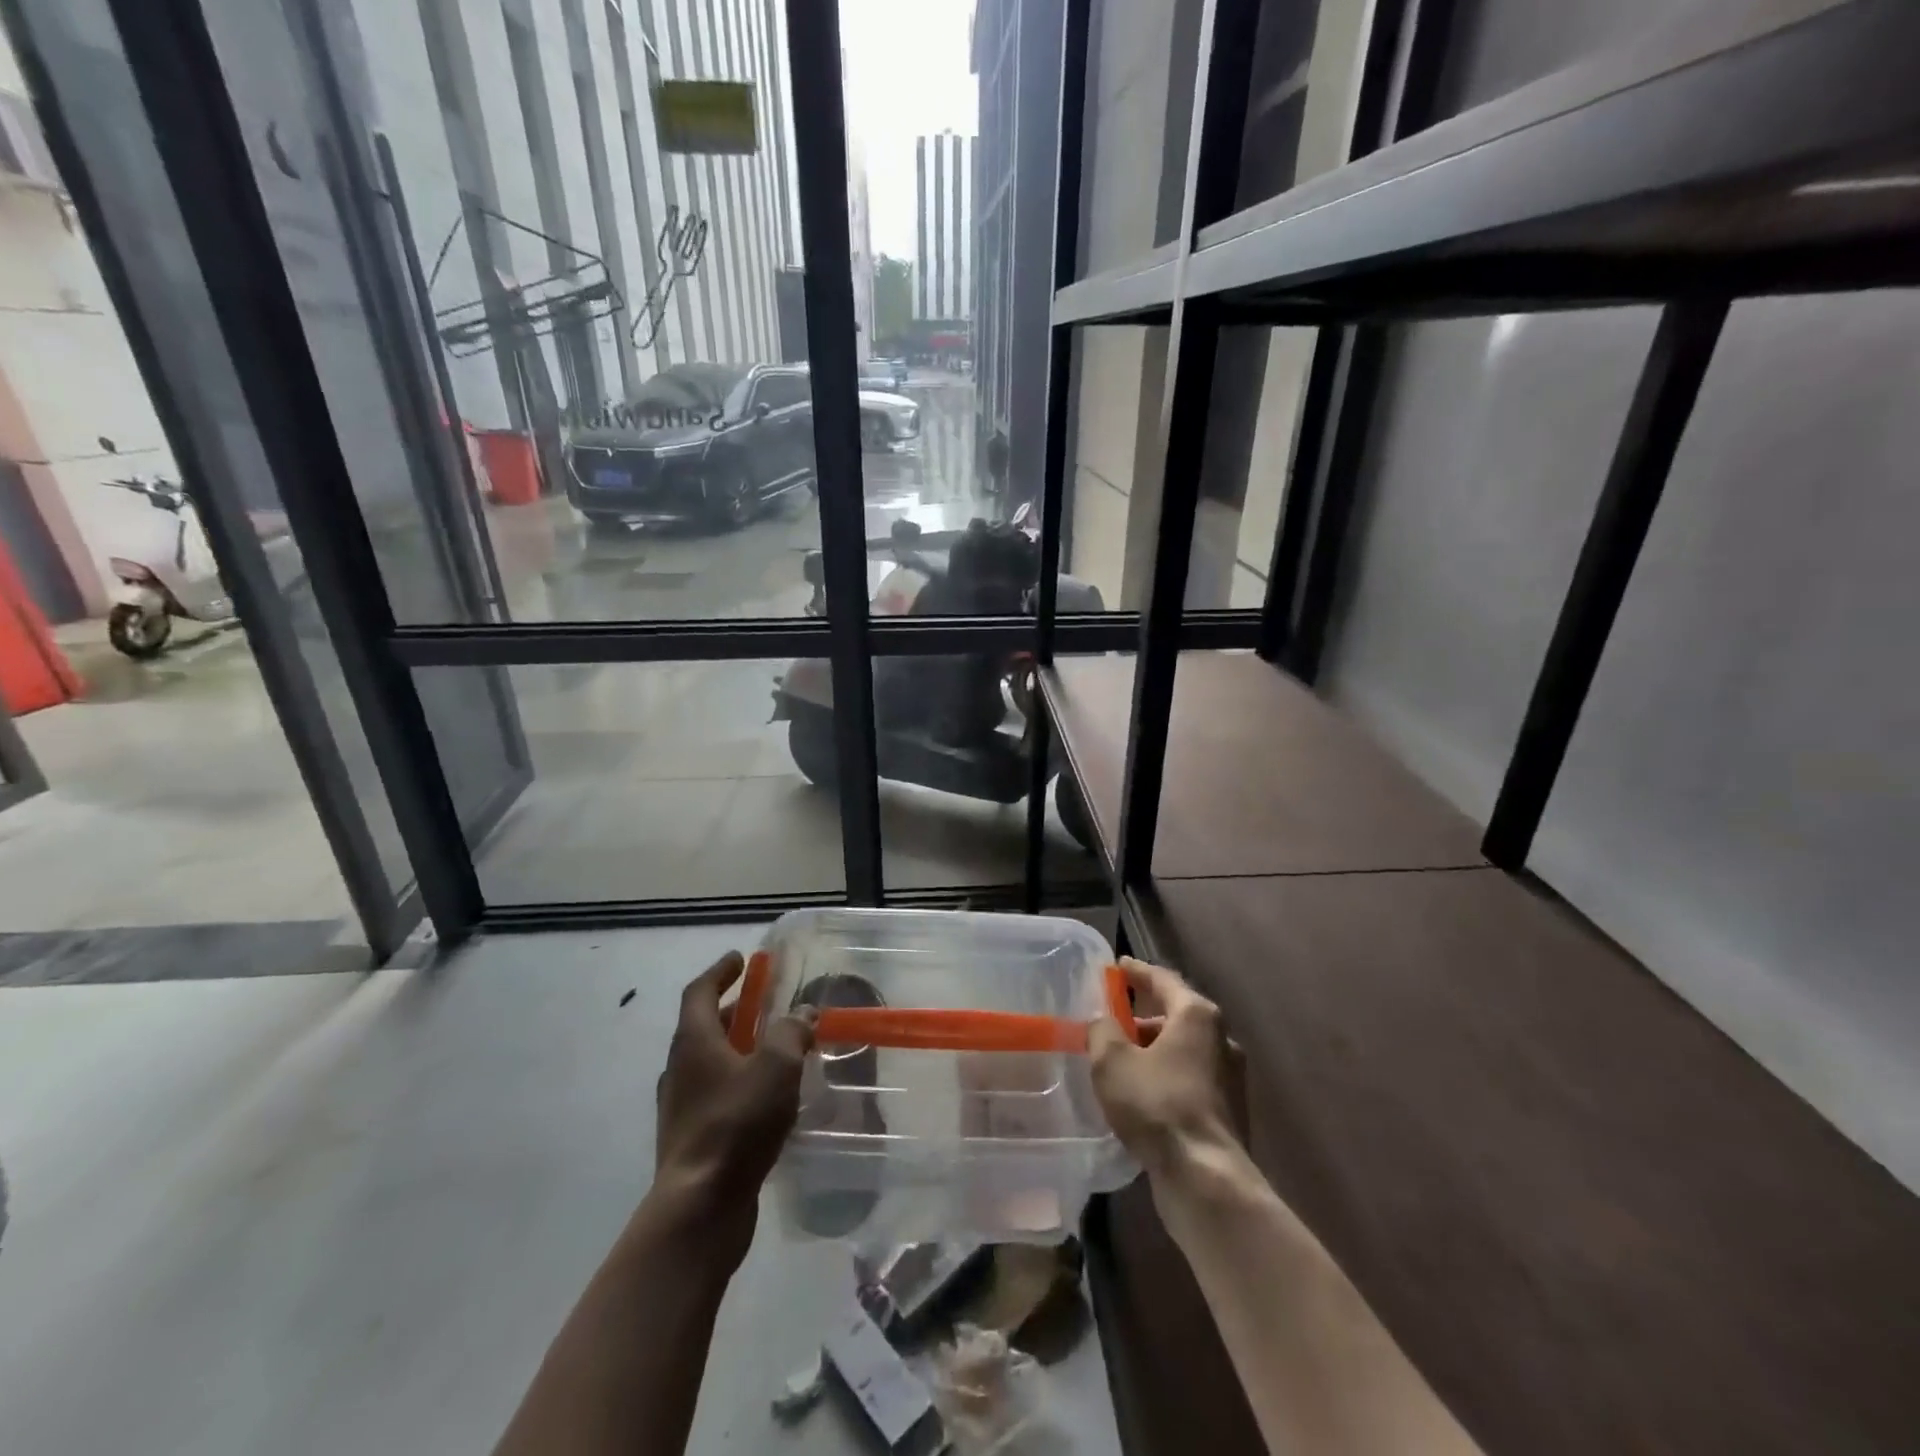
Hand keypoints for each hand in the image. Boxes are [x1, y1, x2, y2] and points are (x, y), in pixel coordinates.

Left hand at [653, 952, 815, 1252]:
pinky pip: (716, 1094)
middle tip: (764, 1002)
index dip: (720, 972)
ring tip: (773, 1049)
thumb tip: (803, 1013)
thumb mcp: (775, 1067)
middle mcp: (680, 1069)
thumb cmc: (737, 1124)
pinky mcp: (691, 1138)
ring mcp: (682, 1106)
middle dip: (734, 1009)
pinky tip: (766, 1097)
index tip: (740, 959)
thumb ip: (791, 1033)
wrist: (699, 1207)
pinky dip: (739, 1082)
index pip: (700, 992)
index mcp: (694, 1042)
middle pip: (704, 1026)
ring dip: (738, 1047)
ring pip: (710, 1062)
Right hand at [1089, 958, 1244, 1182]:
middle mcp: (1221, 1039)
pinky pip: (1190, 1080)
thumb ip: (1102, 1031)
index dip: (1137, 972)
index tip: (1118, 966)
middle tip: (1112, 1023)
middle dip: (1142, 1019)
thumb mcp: (1112, 1061)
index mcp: (1197, 1016)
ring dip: (1153, 1051)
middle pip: (1176, 1016)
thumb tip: (1103, 1022)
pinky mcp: (1229, 1111)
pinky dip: (1166, 1078)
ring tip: (1121, 1064)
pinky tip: (1142, 1096)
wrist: (1206, 1179)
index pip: (1163, 980)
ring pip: (1183, 1051)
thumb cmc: (1157, 1105)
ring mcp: (1230, 1077)